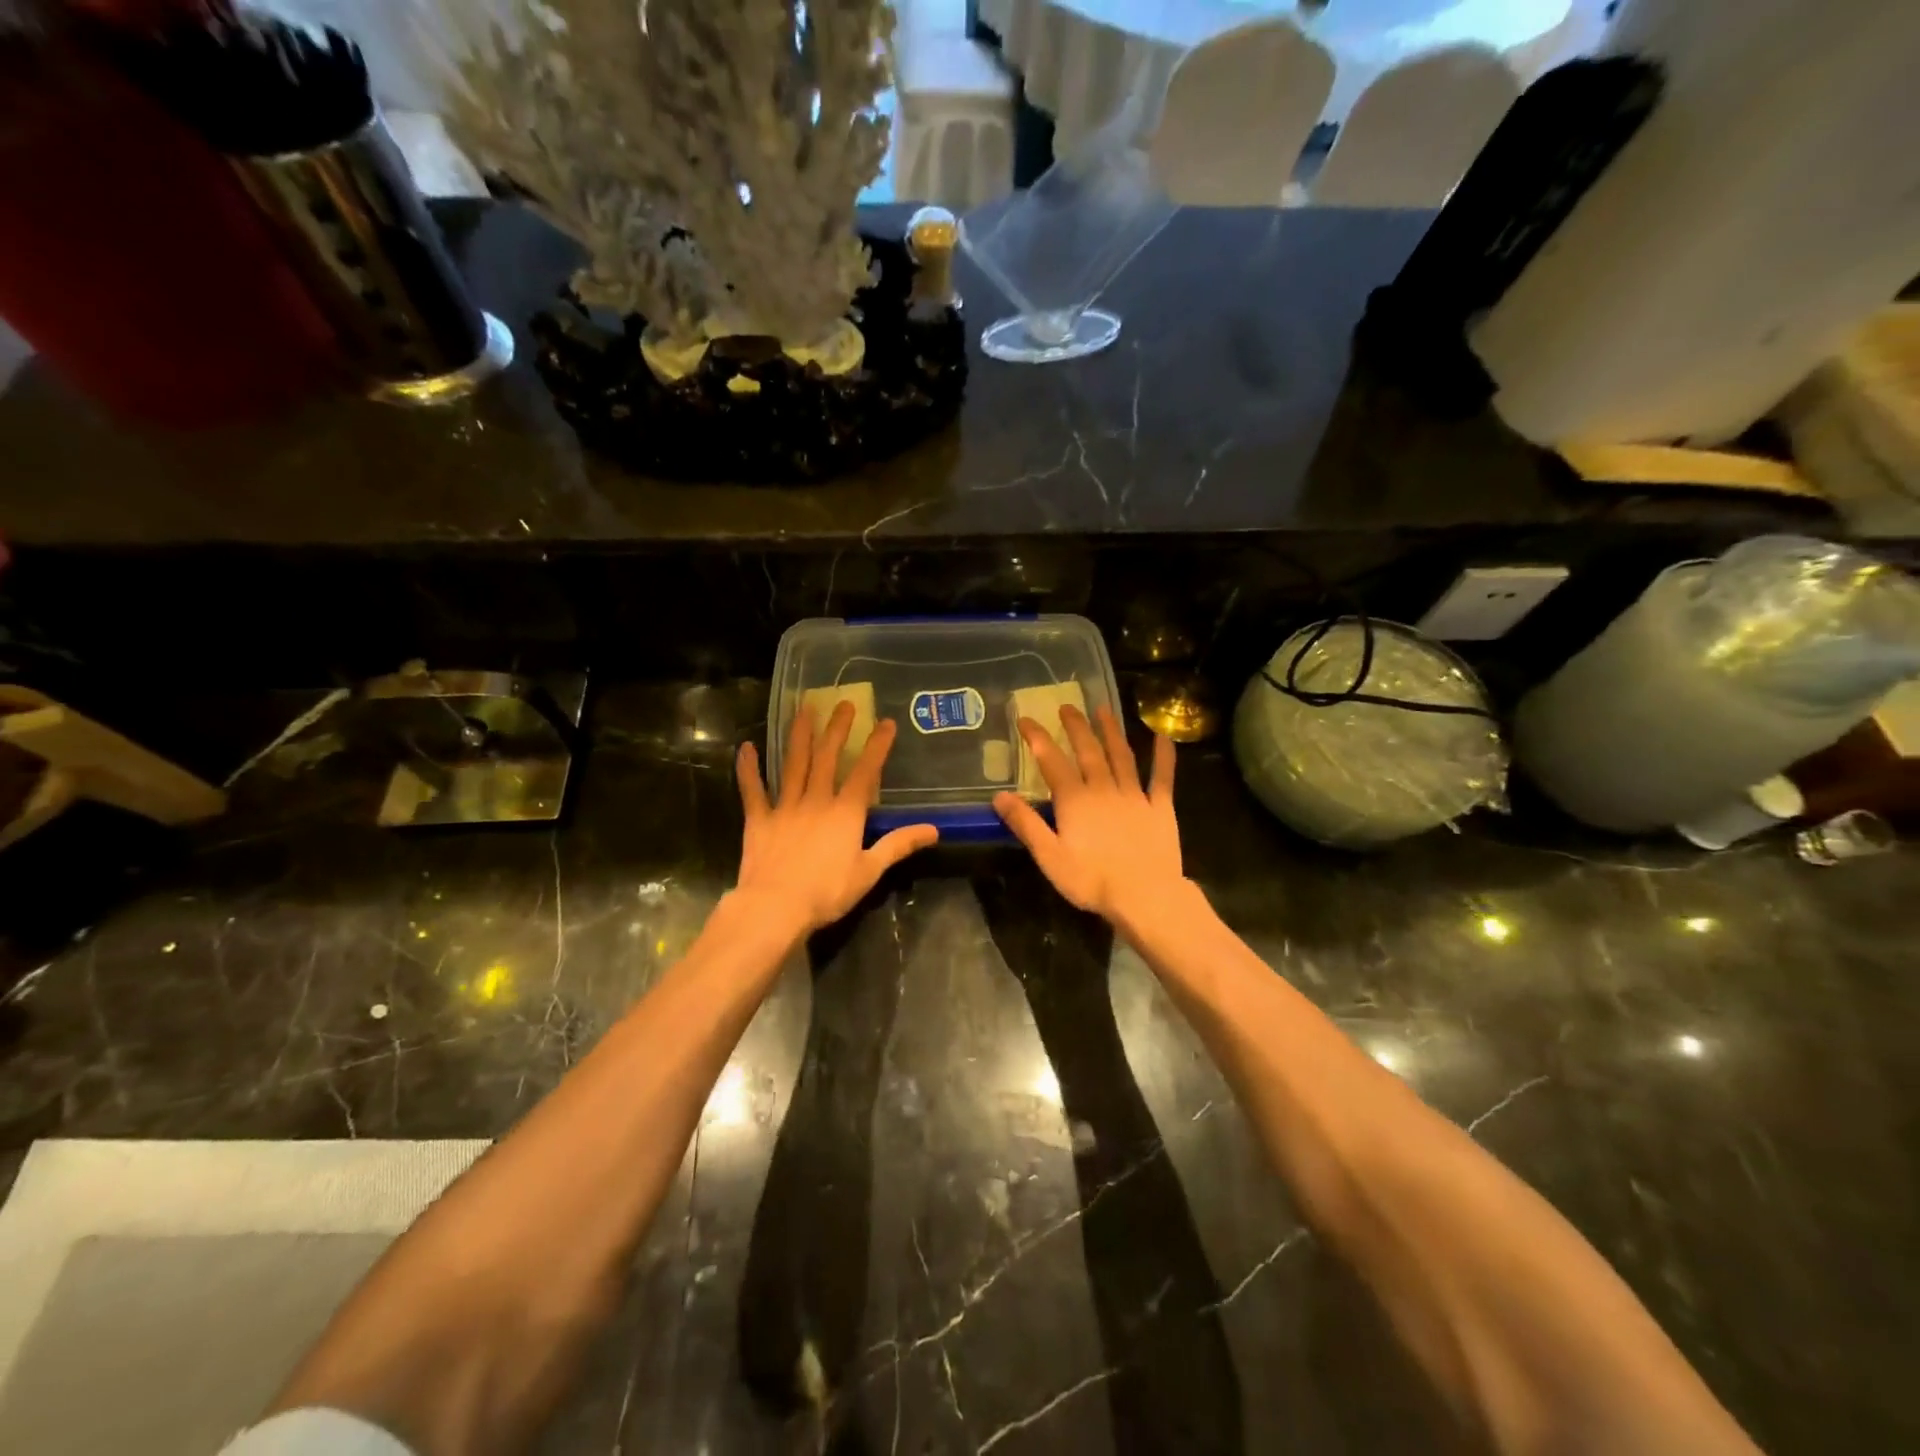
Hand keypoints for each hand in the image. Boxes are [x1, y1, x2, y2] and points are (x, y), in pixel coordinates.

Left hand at [733, 700, 938, 938]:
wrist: (775, 907)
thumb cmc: (827, 892)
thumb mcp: (870, 871)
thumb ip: (899, 845)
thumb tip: (933, 829)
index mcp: (846, 813)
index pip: (866, 772)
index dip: (877, 746)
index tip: (886, 722)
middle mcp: (816, 800)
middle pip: (828, 758)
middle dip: (837, 729)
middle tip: (843, 703)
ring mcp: (785, 807)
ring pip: (794, 764)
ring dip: (800, 735)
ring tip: (804, 709)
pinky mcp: (759, 820)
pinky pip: (753, 789)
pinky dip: (749, 768)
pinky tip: (746, 747)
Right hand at [993, 704, 1186, 926]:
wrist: (1146, 896)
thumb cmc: (1092, 880)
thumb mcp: (1049, 856)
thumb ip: (1026, 823)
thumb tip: (999, 795)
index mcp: (1075, 800)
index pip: (1052, 761)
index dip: (1037, 738)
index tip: (1025, 719)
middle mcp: (1104, 788)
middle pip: (1088, 751)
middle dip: (1076, 727)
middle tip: (1067, 706)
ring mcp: (1135, 795)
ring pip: (1121, 756)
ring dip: (1111, 731)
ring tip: (1104, 710)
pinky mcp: (1160, 808)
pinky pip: (1162, 777)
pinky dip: (1163, 756)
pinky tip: (1164, 737)